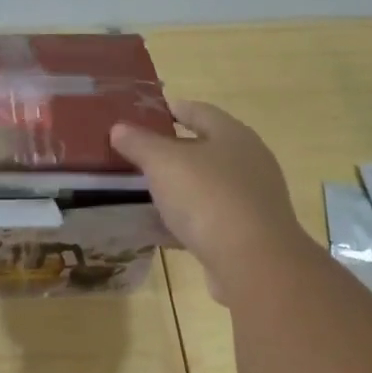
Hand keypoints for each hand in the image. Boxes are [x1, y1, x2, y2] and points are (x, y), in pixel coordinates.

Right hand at [110, 102, 318, 303]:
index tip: (146, 112)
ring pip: (205, 186)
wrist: (252, 263)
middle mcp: (247, 163)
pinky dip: (183, 220)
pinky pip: (206, 220)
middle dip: (172, 151)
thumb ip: (139, 143)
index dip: (172, 109)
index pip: (199, 111)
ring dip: (177, 188)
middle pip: (204, 149)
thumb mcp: (163, 163)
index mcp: (233, 136)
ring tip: (143, 190)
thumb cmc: (208, 198)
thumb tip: (118, 128)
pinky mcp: (244, 234)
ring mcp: (249, 200)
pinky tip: (157, 228)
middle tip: (137, 152)